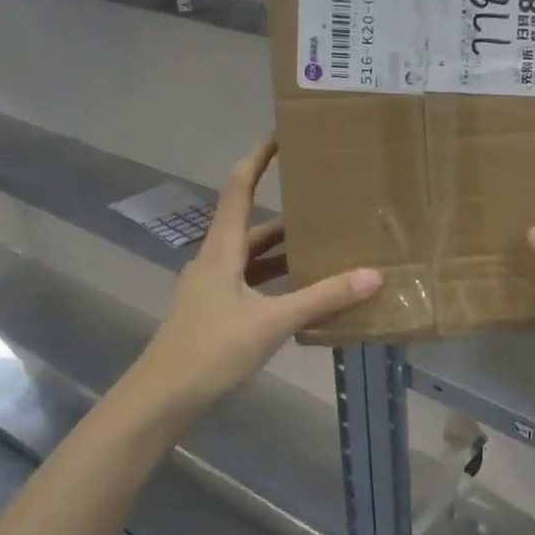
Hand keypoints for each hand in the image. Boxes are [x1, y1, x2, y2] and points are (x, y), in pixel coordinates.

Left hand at [118, 139, 380, 423]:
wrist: (162, 398)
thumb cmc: (211, 349)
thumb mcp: (272, 321)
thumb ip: (322, 297)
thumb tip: (373, 274)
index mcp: (222, 250)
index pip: (238, 189)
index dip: (257, 160)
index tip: (279, 137)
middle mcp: (215, 260)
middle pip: (251, 225)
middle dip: (286, 214)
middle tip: (324, 203)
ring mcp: (212, 288)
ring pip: (252, 258)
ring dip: (284, 252)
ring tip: (324, 246)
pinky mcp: (216, 312)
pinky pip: (252, 284)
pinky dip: (276, 281)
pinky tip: (302, 293)